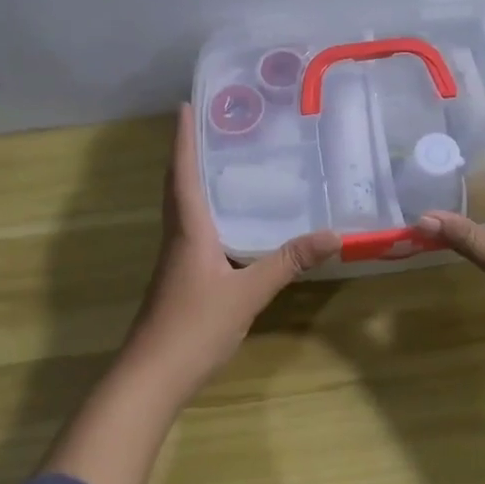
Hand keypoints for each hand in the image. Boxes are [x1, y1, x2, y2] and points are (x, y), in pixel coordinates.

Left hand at [125, 102, 340, 392]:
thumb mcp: (248, 293)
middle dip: (188, 153)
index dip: (183, 139)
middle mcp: (177, 237)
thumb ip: (287, 262)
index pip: (183, 173)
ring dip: (194, 181)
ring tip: (222, 162)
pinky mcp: (179, 280)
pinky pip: (191, 231)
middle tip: (210, 126)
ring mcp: (175, 261)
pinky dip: (204, 213)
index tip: (185, 105)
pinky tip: (227, 223)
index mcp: (188, 230)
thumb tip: (333, 234)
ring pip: (182, 209)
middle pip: (177, 186)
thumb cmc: (194, 326)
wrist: (151, 378)